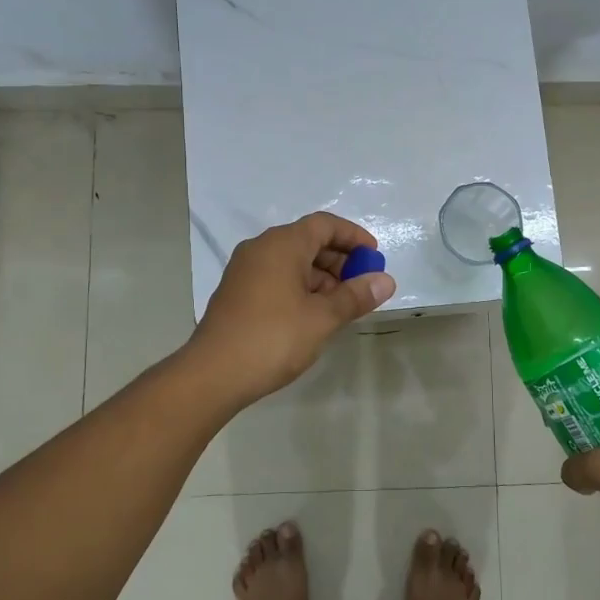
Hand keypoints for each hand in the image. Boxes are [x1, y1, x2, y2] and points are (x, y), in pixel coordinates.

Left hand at [186, 212, 395, 405]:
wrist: (213, 374)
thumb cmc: (273, 338)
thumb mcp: (323, 318)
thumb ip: (356, 296)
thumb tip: (386, 280)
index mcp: (282, 245)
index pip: (324, 224)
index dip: (353, 237)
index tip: (374, 257)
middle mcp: (261, 249)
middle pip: (308, 241)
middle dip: (340, 260)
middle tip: (362, 286)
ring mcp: (245, 271)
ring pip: (292, 262)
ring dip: (322, 278)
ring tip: (343, 306)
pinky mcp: (238, 293)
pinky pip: (277, 278)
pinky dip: (301, 288)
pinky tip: (314, 315)